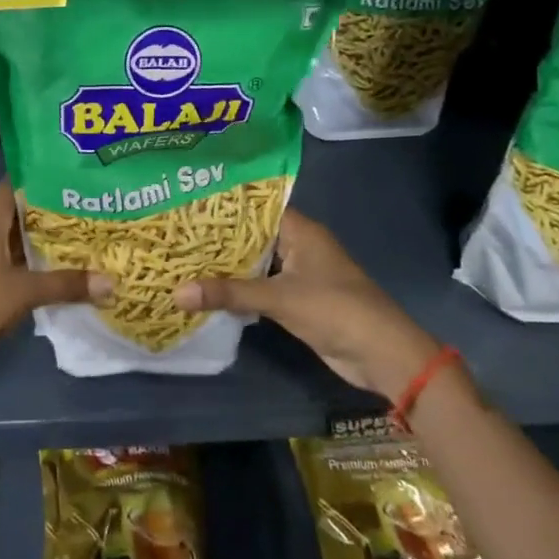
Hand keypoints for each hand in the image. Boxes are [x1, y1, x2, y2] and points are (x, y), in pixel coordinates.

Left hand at [0, 182, 110, 363]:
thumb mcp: (25, 291)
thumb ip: (66, 284)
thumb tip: (111, 283)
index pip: (17, 184)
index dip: (46, 179)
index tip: (78, 178)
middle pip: (21, 211)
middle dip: (54, 212)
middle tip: (93, 210)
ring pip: (18, 238)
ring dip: (46, 240)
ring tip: (87, 238)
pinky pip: (13, 260)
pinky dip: (35, 263)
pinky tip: (62, 270)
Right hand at [173, 209, 439, 396]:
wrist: (382, 355)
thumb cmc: (335, 310)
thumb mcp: (279, 298)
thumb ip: (229, 294)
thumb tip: (176, 293)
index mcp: (301, 231)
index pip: (255, 207)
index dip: (223, 205)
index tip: (186, 203)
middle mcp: (299, 246)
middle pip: (251, 235)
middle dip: (217, 237)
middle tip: (176, 231)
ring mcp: (299, 274)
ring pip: (254, 262)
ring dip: (225, 265)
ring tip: (182, 257)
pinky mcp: (297, 300)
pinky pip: (260, 286)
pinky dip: (238, 288)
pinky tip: (207, 289)